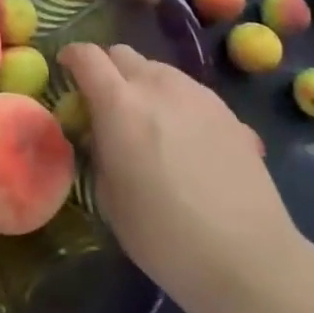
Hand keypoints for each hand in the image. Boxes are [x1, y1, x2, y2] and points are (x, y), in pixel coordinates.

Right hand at [60, 44, 300, 312]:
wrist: (247, 258)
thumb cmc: (164, 236)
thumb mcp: (109, 196)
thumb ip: (99, 149)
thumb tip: (101, 132)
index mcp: (120, 104)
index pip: (87, 57)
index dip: (72, 58)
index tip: (66, 70)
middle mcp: (158, 85)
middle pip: (123, 54)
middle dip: (108, 70)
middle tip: (106, 103)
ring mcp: (197, 94)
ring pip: (158, 70)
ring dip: (143, 84)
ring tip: (148, 123)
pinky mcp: (228, 111)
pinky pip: (188, 91)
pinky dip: (174, 102)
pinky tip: (184, 141)